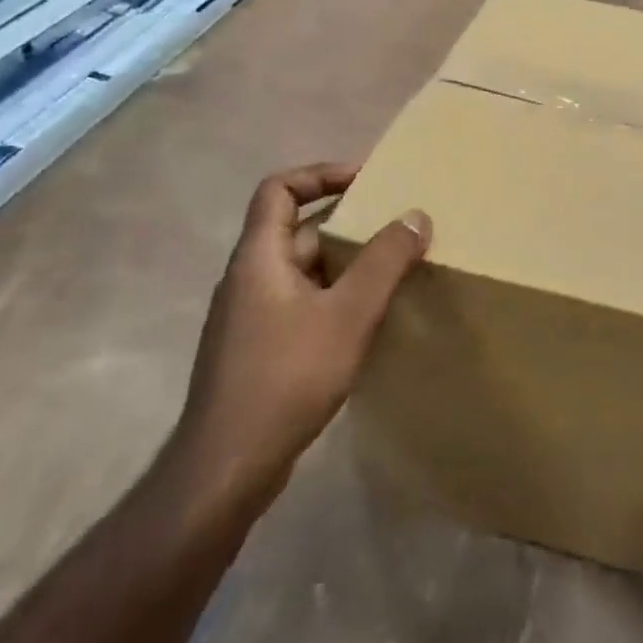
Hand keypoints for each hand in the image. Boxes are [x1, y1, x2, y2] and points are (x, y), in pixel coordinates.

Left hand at [174, 163, 429, 515]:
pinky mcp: (257, 350)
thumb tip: (416, 215)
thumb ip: (384, 262)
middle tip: (396, 229)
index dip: (320, 175)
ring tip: (392, 272)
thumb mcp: (348, 314)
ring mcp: (249, 317)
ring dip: (345, 265)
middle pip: (297, 230)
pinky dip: (334, 298)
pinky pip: (301, 304)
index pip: (279, 189)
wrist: (226, 467)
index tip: (366, 182)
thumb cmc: (285, 377)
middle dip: (347, 225)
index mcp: (259, 257)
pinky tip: (365, 322)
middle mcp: (248, 278)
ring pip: (303, 271)